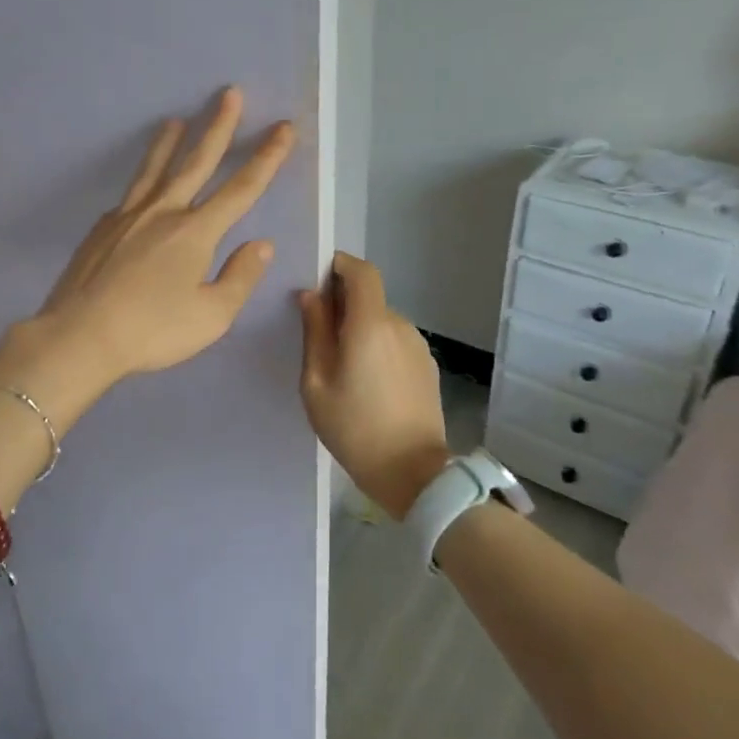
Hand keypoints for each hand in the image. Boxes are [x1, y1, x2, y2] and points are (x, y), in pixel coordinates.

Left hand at [0, 88, 295, 426]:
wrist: (80, 335)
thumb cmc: (152, 331)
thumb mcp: (211, 316)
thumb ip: (240, 277)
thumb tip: (262, 244)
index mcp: (195, 232)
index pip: (241, 188)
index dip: (267, 157)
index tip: (283, 128)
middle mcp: (163, 212)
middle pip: (196, 161)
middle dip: (218, 126)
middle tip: (228, 93)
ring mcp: (127, 216)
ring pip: (154, 169)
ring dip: (169, 142)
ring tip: (175, 120)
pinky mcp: (102, 228)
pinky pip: (130, 196)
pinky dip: (142, 183)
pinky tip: (141, 188)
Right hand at [298, 252, 450, 519]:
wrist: (413, 473)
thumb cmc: (354, 428)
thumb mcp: (316, 383)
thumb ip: (314, 333)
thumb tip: (311, 296)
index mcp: (370, 324)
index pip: (361, 271)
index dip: (339, 265)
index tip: (316, 277)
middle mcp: (398, 325)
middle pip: (368, 297)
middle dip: (342, 305)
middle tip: (316, 334)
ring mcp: (417, 345)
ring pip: (380, 321)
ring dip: (359, 329)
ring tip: (340, 366)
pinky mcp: (426, 365)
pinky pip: (394, 342)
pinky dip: (376, 347)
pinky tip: (366, 382)